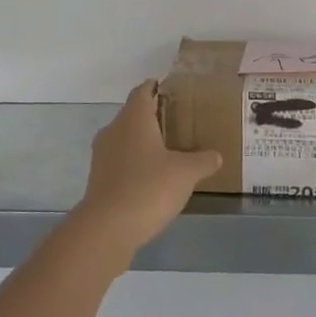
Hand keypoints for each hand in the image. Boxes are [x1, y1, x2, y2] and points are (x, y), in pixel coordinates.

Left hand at [75, 81, 222, 249]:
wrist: (107, 228)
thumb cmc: (149, 188)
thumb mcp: (186, 173)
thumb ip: (203, 160)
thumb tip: (216, 156)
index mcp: (133, 118)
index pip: (143, 91)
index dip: (156, 87)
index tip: (172, 91)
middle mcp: (114, 131)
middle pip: (133, 115)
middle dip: (154, 117)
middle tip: (180, 123)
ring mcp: (102, 156)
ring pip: (126, 139)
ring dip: (144, 142)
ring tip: (170, 151)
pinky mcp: (99, 179)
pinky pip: (121, 162)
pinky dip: (136, 164)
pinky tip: (154, 178)